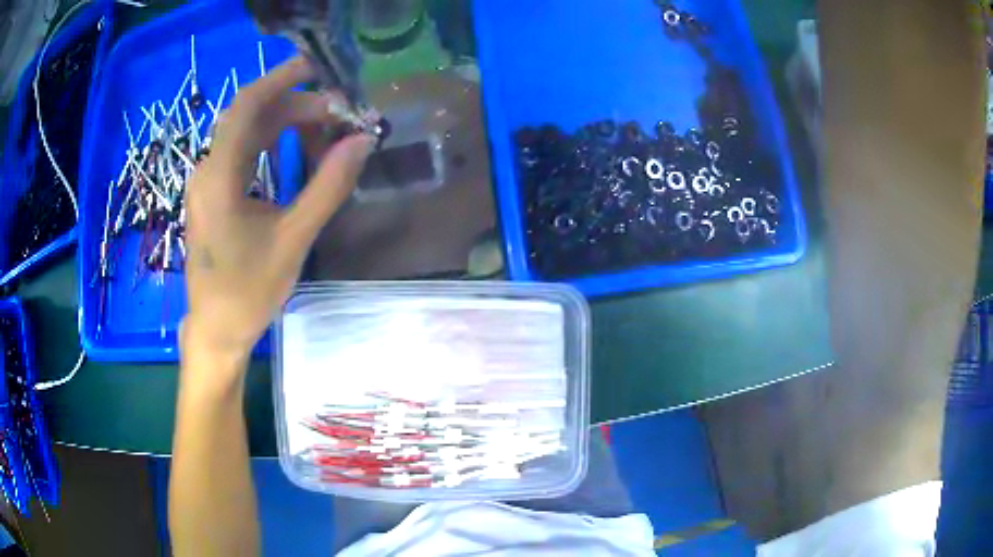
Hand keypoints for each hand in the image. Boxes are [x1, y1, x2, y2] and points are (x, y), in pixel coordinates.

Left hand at [182, 56, 372, 363]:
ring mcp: (208, 181)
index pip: (248, 105)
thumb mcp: (293, 239)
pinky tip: (298, 152)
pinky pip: (244, 153)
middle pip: (252, 115)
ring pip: (249, 133)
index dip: (282, 79)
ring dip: (287, 125)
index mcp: (219, 177)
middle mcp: (208, 169)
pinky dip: (273, 144)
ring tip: (327, 131)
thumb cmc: (248, 290)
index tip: (320, 68)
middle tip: (340, 114)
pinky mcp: (214, 193)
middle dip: (296, 106)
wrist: (216, 328)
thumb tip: (363, 141)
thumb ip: (328, 186)